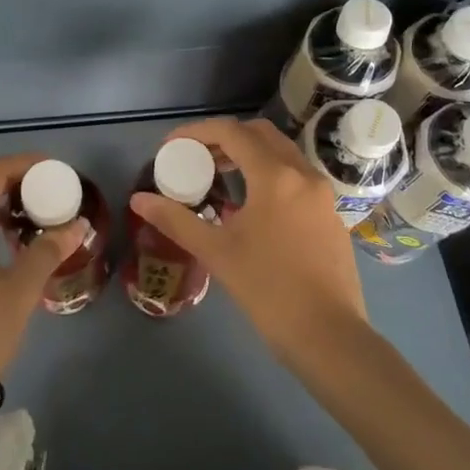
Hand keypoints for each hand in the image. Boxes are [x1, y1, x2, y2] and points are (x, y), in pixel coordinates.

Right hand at [129, 117, 368, 367]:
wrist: (329, 337)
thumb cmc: (268, 290)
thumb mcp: (216, 252)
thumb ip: (176, 220)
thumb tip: (139, 200)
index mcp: (275, 176)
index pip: (231, 132)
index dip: (196, 132)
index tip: (172, 146)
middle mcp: (303, 174)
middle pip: (260, 134)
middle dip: (225, 138)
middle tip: (197, 157)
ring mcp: (322, 194)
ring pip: (281, 153)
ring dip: (249, 155)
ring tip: (220, 178)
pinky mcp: (331, 215)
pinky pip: (296, 177)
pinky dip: (270, 174)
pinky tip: (252, 207)